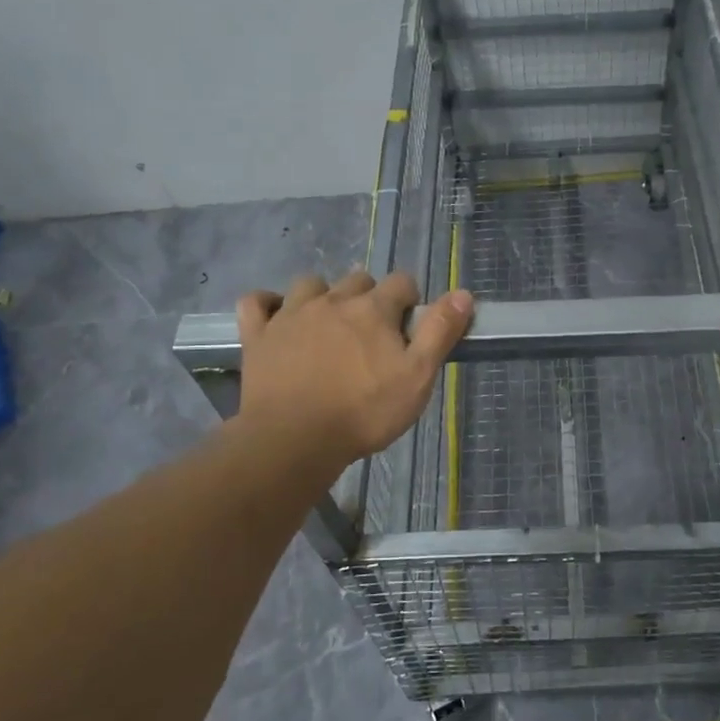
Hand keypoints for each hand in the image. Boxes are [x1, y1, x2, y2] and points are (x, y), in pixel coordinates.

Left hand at [233, 271, 473, 477]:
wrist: (295, 440)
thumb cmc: (364, 412)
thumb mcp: (418, 377)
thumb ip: (440, 332)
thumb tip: (464, 293)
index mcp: (373, 309)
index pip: (401, 282)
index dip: (410, 300)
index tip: (409, 326)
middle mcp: (332, 301)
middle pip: (357, 280)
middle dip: (369, 298)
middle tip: (372, 333)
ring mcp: (291, 315)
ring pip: (309, 284)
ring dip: (322, 296)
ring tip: (328, 324)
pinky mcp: (258, 335)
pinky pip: (256, 302)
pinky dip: (267, 304)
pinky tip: (276, 317)